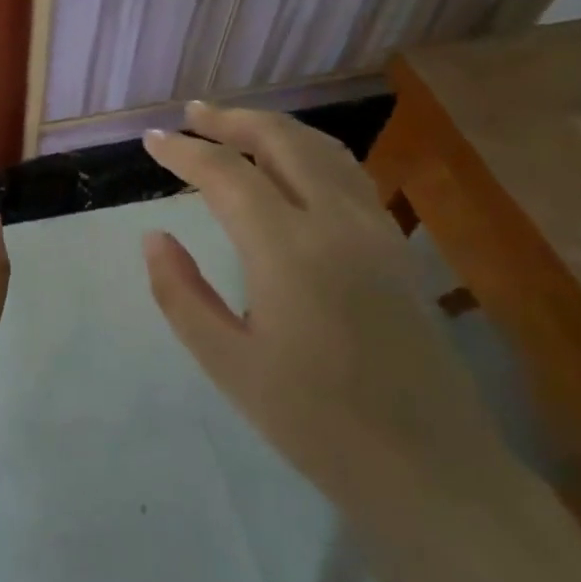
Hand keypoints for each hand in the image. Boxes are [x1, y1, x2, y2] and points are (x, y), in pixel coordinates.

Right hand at [141, 102, 509, 522]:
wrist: (430, 467)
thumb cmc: (315, 422)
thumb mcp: (228, 363)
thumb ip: (181, 293)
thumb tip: (154, 237)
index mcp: (287, 250)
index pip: (225, 175)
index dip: (183, 152)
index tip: (150, 141)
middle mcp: (336, 222)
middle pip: (281, 141)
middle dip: (231, 120)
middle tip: (191, 114)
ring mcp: (375, 229)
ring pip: (321, 149)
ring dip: (272, 128)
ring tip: (234, 126)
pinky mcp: (396, 246)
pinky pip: (347, 173)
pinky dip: (308, 151)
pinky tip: (291, 165)